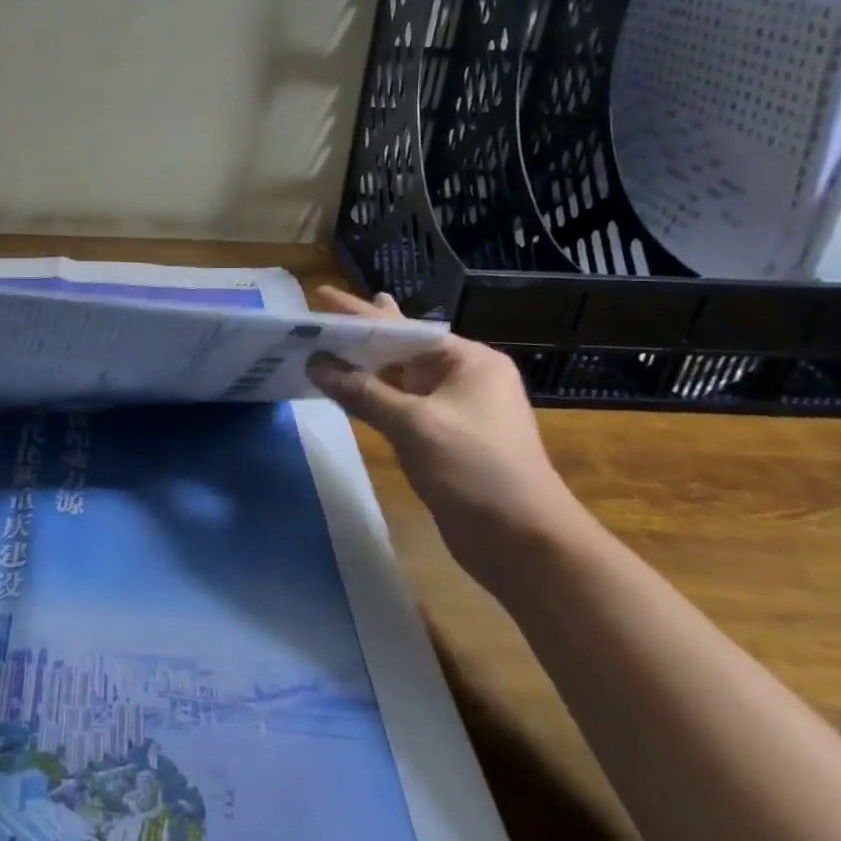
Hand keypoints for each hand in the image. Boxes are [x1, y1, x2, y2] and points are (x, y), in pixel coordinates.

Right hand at [308, 288, 590, 591]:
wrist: (524, 543)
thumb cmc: (475, 469)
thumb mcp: (414, 425)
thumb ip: (362, 391)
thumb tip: (315, 363)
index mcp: (469, 361)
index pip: (403, 328)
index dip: (358, 314)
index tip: (321, 296)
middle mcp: (465, 378)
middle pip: (402, 347)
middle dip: (364, 331)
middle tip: (328, 309)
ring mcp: (456, 409)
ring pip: (400, 377)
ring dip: (367, 364)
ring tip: (337, 340)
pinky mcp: (445, 438)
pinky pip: (401, 405)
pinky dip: (374, 394)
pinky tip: (352, 388)